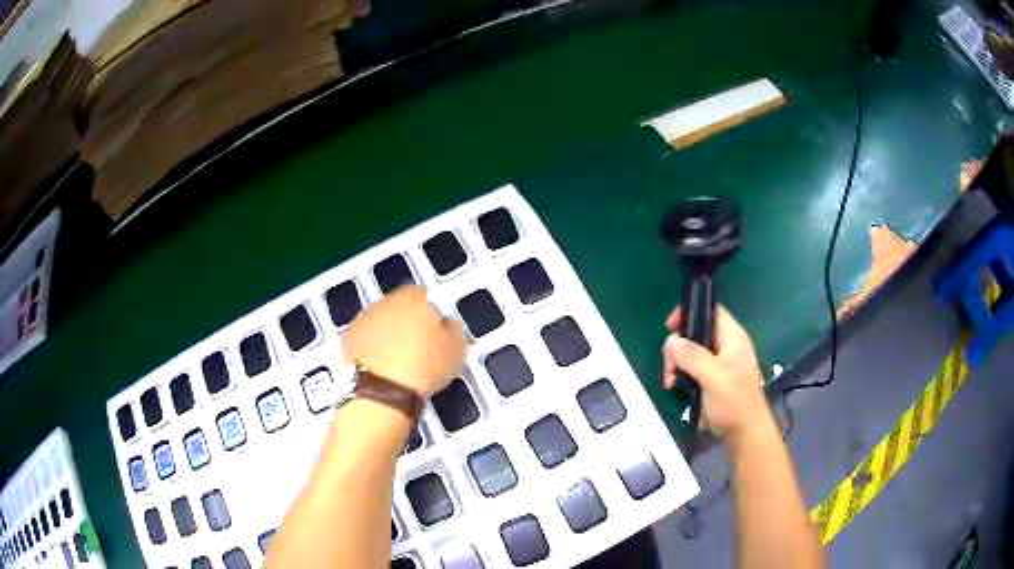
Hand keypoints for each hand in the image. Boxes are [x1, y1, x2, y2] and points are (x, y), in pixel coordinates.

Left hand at [343, 285, 466, 398]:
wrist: (382, 391)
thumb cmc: (424, 368)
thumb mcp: (456, 350)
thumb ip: (453, 329)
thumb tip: (448, 323)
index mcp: (416, 298)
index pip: (427, 296)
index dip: (432, 314)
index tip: (437, 333)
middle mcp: (387, 301)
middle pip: (401, 306)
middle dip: (408, 321)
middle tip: (418, 347)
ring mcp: (364, 317)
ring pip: (381, 320)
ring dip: (388, 333)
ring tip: (399, 359)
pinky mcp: (348, 337)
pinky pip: (365, 336)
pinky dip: (372, 346)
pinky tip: (381, 365)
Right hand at [662, 305, 771, 443]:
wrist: (745, 434)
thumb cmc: (734, 402)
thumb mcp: (713, 377)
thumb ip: (692, 357)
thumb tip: (672, 341)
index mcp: (732, 337)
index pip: (710, 310)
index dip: (690, 312)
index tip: (670, 327)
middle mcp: (726, 346)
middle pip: (696, 333)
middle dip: (678, 347)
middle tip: (670, 367)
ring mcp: (720, 363)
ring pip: (691, 352)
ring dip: (677, 364)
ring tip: (670, 382)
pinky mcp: (713, 379)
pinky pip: (692, 369)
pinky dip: (682, 375)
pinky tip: (675, 387)